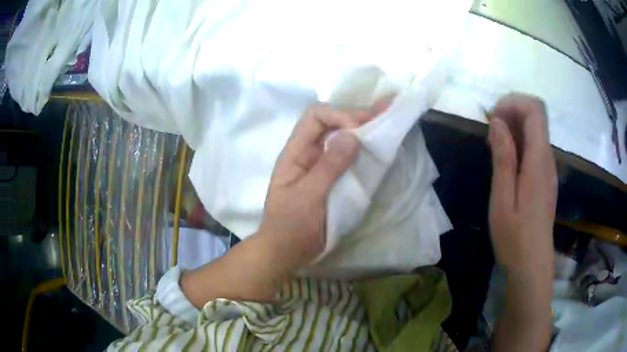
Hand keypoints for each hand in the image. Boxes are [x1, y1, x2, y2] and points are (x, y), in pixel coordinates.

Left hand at [180, 102, 389, 304]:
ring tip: (384, 118)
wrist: (287, 251)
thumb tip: (353, 135)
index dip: (338, 116)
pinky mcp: (331, 177)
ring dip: (361, 127)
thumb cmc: (292, 225)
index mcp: (295, 152)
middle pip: (330, 122)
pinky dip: (362, 147)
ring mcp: (320, 164)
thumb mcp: (309, 196)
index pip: (315, 117)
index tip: (359, 130)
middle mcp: (308, 152)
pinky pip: (347, 156)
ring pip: (340, 137)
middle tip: (383, 112)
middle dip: (355, 115)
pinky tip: (376, 141)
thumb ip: (329, 166)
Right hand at [488, 93, 556, 350]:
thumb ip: (503, 157)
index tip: (492, 118)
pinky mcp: (545, 178)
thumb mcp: (502, 199)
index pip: (535, 110)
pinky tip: (506, 161)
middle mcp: (548, 158)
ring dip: (513, 128)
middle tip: (490, 132)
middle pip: (536, 115)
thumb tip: (497, 122)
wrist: (532, 266)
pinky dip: (519, 143)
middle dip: (511, 112)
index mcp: (539, 160)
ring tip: (494, 147)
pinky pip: (534, 147)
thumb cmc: (515, 237)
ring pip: (535, 130)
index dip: (513, 103)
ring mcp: (548, 168)